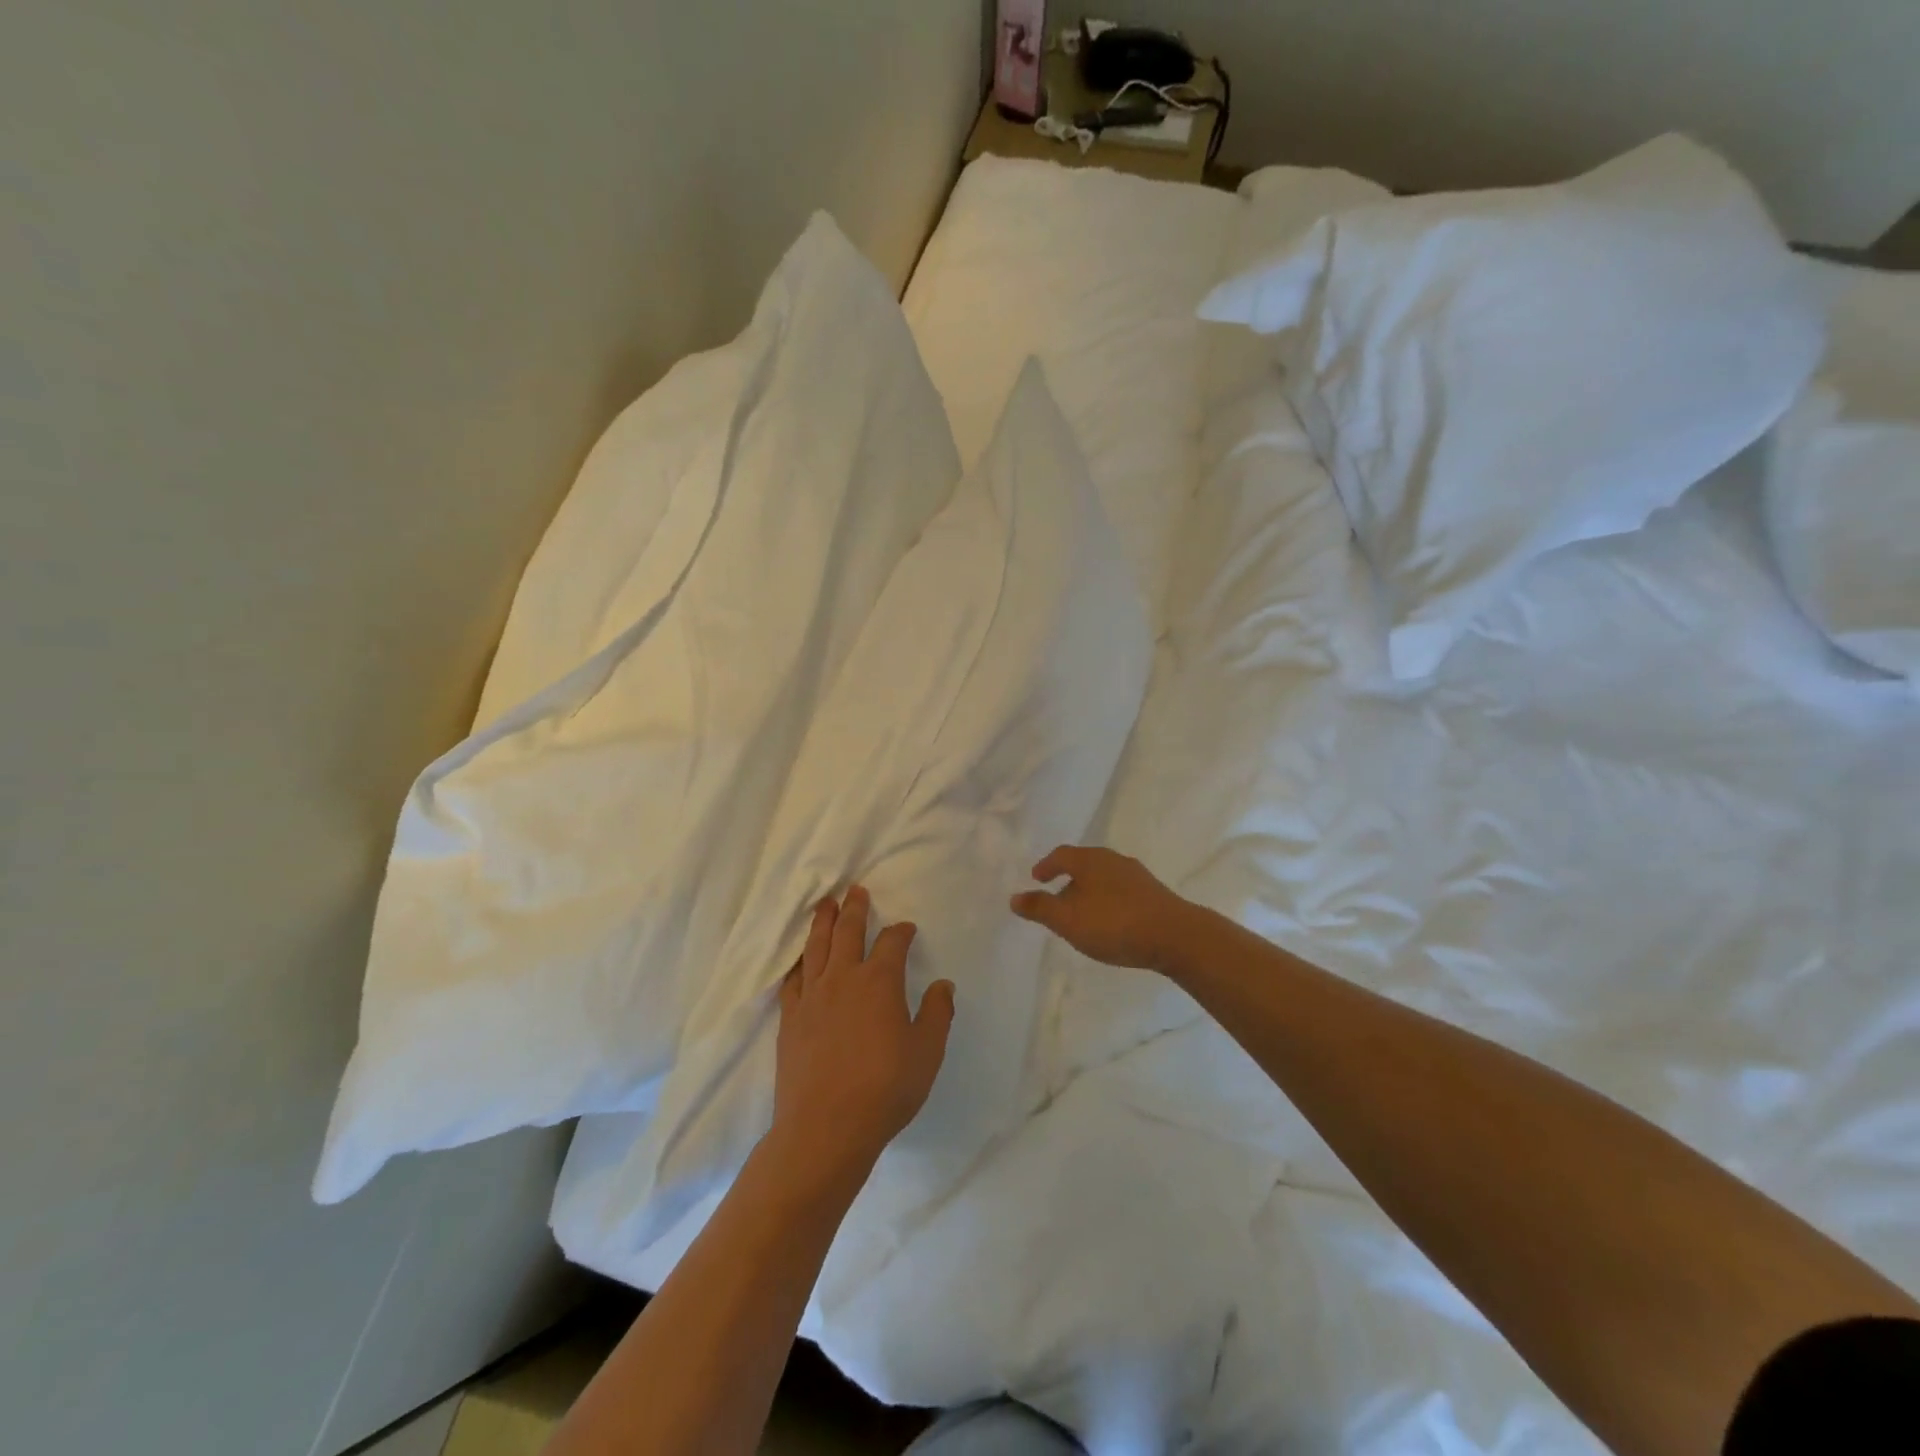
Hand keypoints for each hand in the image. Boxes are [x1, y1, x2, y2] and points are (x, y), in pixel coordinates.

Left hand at [771, 886, 954, 1179]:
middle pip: (847, 932)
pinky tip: (801, 959)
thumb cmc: (886, 1089)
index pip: (891, 942)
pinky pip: (793, 979)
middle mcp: (843, 978)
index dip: (901, 931)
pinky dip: (798, 962)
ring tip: (824, 904)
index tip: (906, 929)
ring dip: (822, 922)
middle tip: (855, 890)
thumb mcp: (927, 1052)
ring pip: (816, 947)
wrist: (826, 1127)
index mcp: (879, 981)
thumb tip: (943, 985)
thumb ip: (938, 1014)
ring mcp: (812, 997)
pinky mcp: (790, 1018)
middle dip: (854, 909)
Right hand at [1009, 845, 1189, 971]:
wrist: (1176, 936)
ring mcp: (1137, 876)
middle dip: (1068, 880)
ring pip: (1104, 878)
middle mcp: (1114, 860)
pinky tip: (1110, 921)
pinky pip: (1121, 891)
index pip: (1061, 855)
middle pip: (1084, 864)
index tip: (1037, 878)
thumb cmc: (1114, 924)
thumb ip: (1040, 908)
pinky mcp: (1154, 894)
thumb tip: (1014, 897)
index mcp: (1090, 860)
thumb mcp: (1068, 920)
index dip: (1047, 866)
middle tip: (1057, 898)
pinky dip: (1108, 901)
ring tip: (1082, 913)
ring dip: (1089, 891)